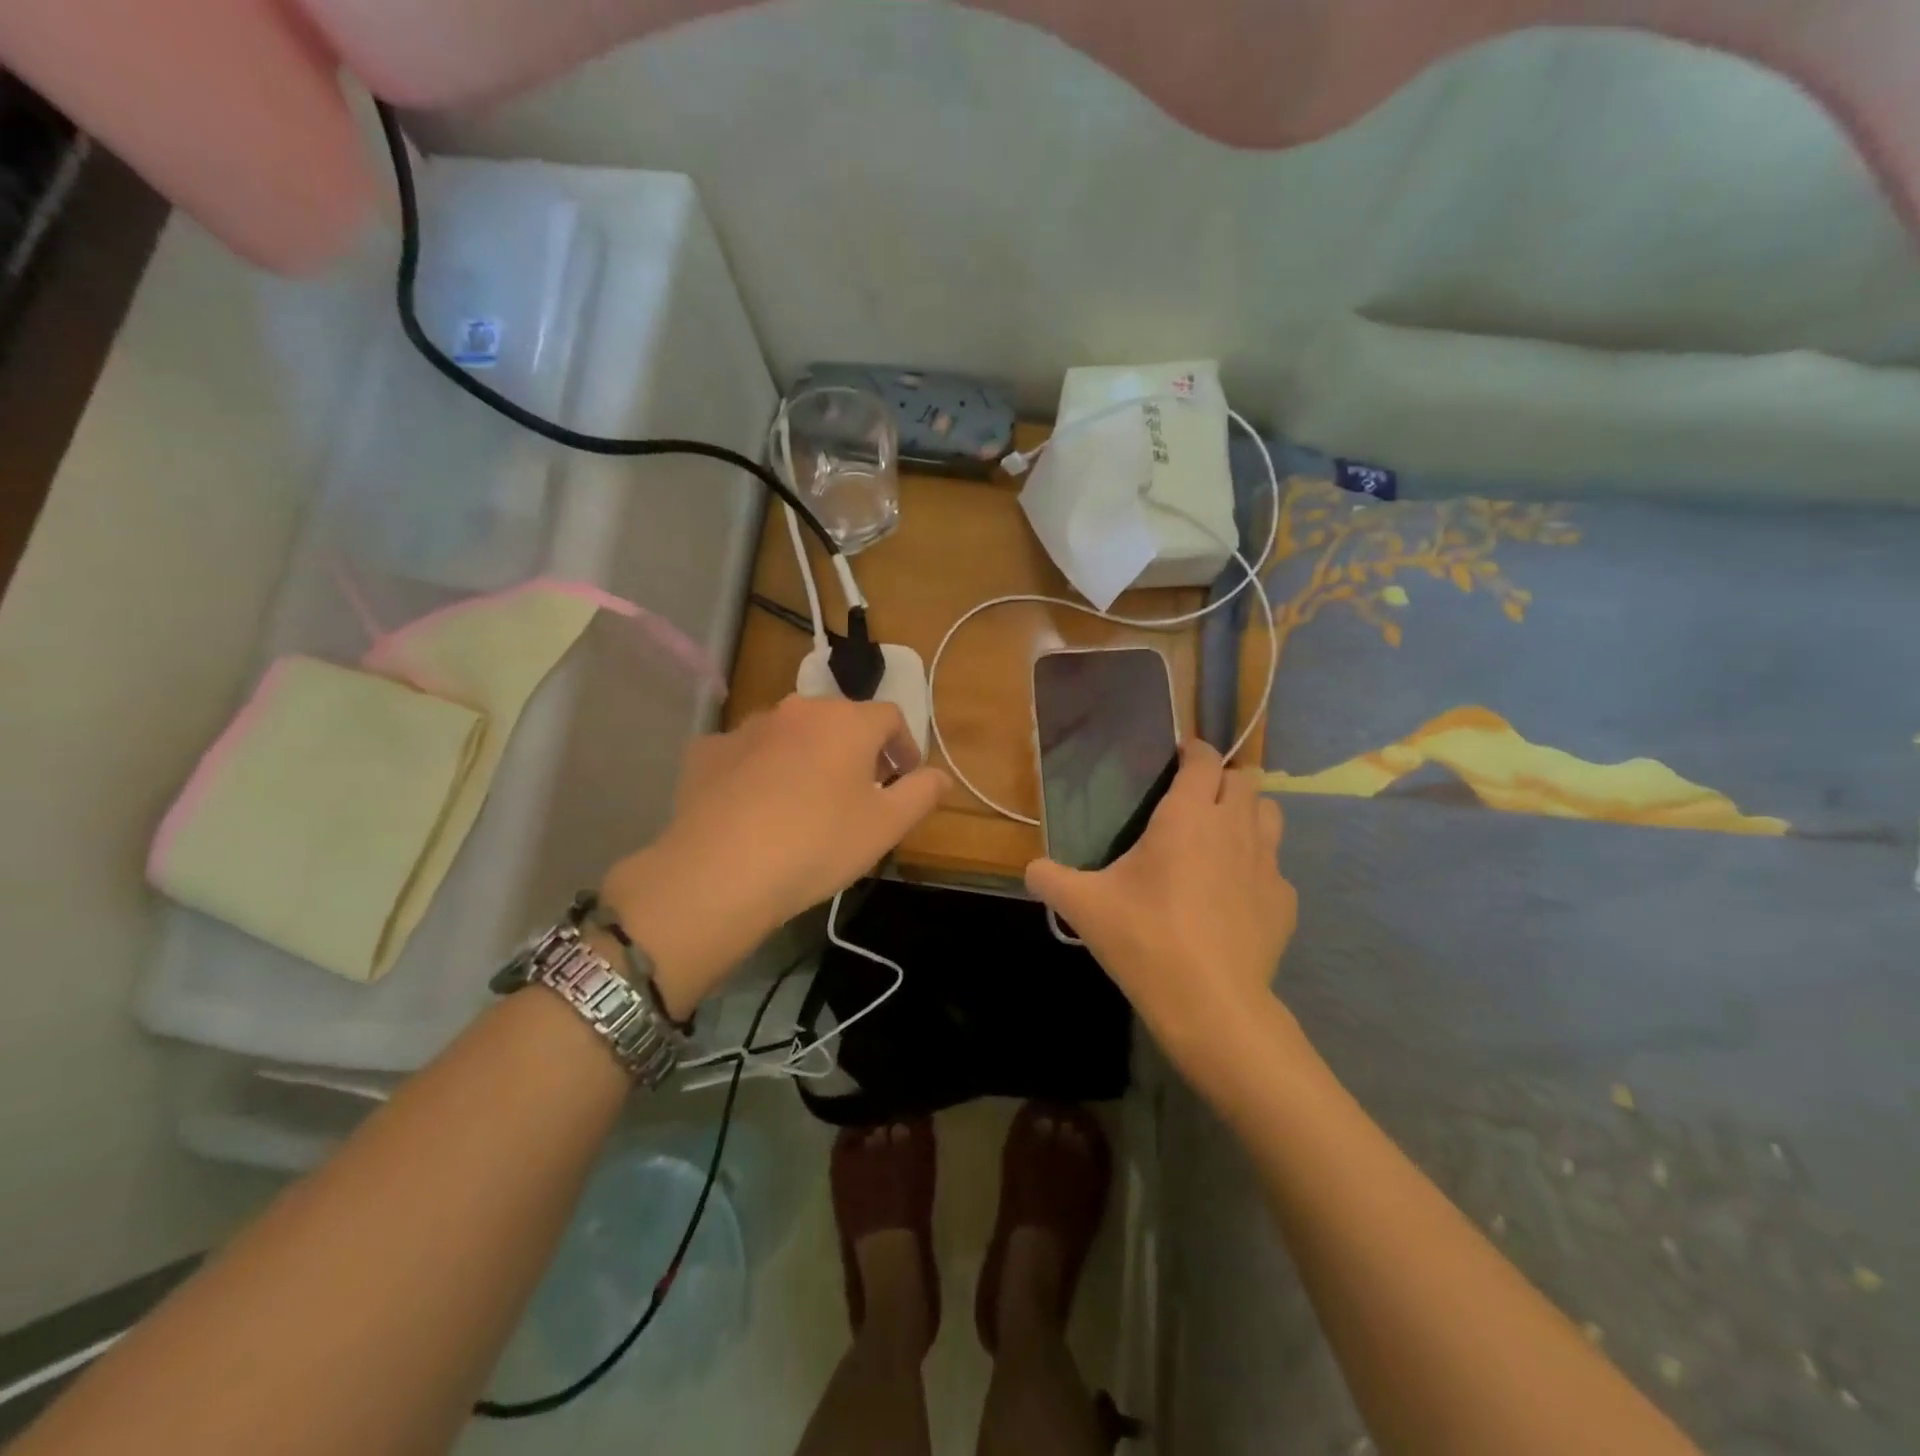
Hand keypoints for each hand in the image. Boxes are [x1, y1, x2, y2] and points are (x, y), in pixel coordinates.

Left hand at [601, 695, 947, 1016]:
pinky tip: (755, 806)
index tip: (906, 776)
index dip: (904, 745)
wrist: (720, 871)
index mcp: (846, 721)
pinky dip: (758, 770)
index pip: (890, 717)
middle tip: (860, 790)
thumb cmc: (818, 844)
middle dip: (856, 749)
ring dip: (807, 756)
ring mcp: (746, 727)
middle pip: (838, 720)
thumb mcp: (886, 826)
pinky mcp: (707, 751)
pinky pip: (745, 753)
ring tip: (806, 800)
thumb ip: (921, 794)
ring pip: (790, 734)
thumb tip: (942, 776)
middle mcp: (796, 710)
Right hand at [1025, 740, 1297, 1063]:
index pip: (1205, 759)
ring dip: (1249, 814)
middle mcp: (1235, 827)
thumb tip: (1031, 870)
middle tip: (1194, 801)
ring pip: (1271, 815)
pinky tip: (1232, 897)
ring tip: (1220, 838)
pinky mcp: (1285, 902)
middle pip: (1246, 779)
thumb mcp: (1084, 906)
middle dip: (1223, 780)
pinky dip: (1256, 870)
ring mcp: (1268, 864)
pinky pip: (1274, 868)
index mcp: (1188, 816)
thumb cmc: (1145, 938)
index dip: (1195, 751)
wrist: (1210, 1004)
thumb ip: (1050, 879)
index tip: (1178, 759)